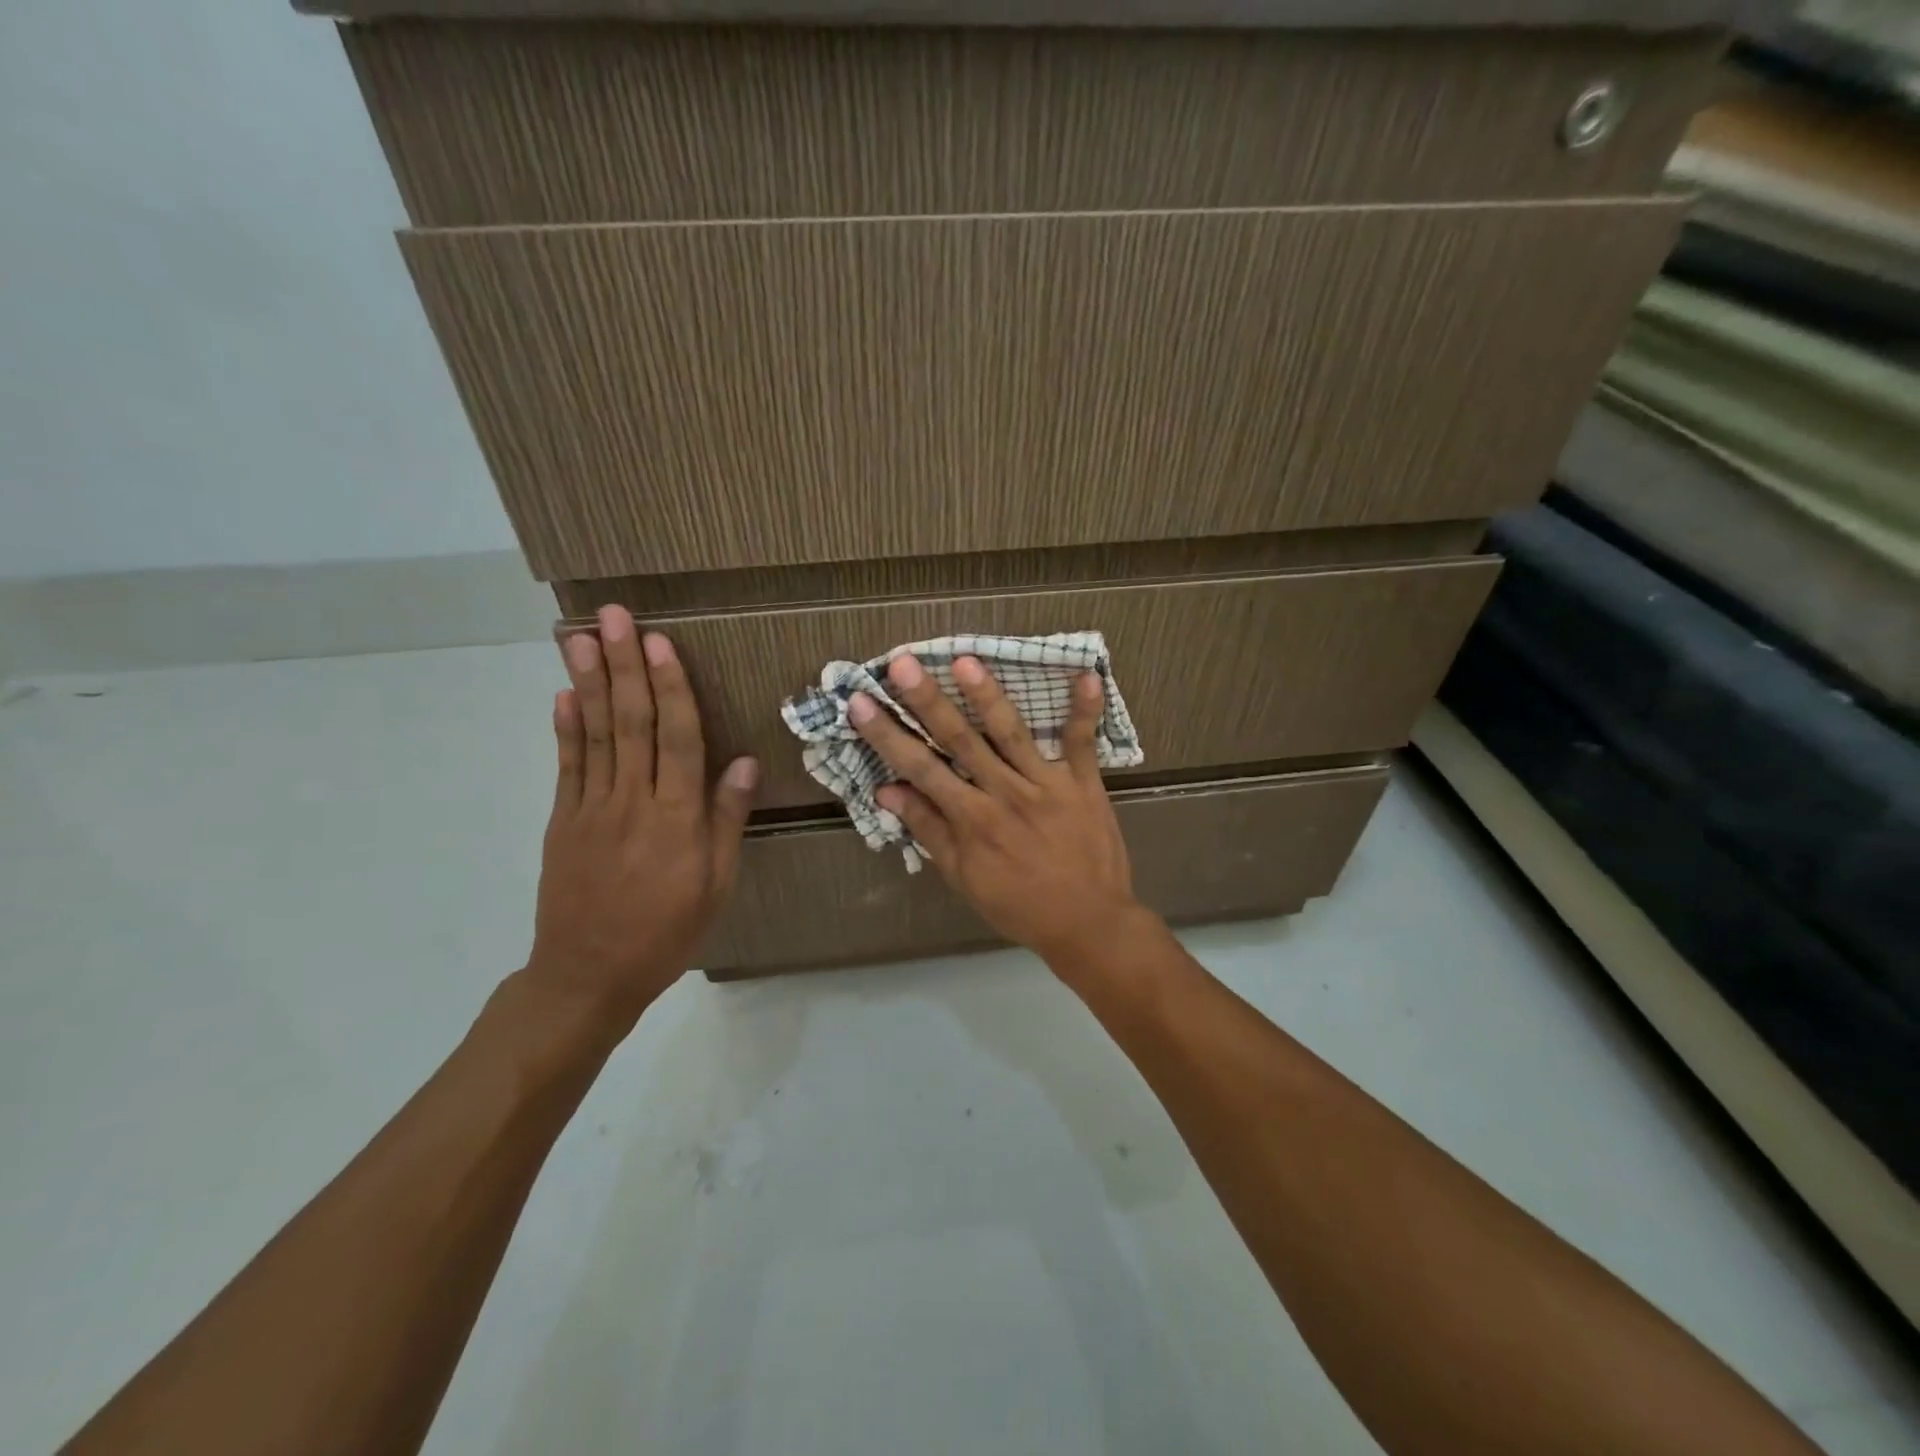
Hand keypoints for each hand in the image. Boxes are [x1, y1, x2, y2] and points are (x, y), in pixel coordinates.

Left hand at [526, 606, 757, 1026]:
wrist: (588, 976)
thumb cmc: (667, 932)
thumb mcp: (716, 885)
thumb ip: (726, 820)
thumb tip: (741, 761)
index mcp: (675, 818)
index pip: (675, 738)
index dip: (669, 687)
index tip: (660, 642)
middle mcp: (631, 802)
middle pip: (630, 723)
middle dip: (624, 666)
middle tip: (614, 617)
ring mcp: (590, 809)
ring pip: (594, 735)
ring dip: (590, 682)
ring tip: (582, 638)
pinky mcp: (563, 821)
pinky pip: (566, 766)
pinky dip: (566, 728)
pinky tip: (565, 694)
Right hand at [849, 654, 1153, 965]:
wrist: (1089, 924)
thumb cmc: (1020, 904)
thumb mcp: (964, 878)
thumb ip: (929, 830)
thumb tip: (887, 791)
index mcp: (973, 820)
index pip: (921, 768)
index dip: (887, 735)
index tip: (861, 702)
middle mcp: (1005, 794)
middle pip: (961, 740)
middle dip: (928, 701)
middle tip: (903, 663)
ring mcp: (1047, 785)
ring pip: (1012, 733)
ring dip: (989, 696)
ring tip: (967, 660)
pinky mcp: (1084, 783)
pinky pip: (1083, 742)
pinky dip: (1085, 710)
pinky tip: (1085, 673)